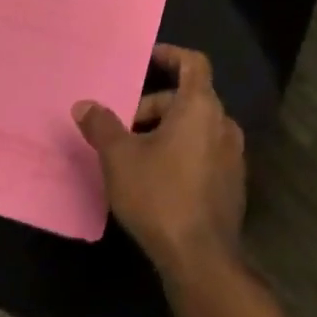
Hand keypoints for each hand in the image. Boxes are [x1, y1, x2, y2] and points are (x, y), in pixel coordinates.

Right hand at [73, 43, 245, 279]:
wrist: (202, 260)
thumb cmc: (160, 196)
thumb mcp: (120, 158)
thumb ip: (102, 126)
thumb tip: (83, 104)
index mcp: (201, 106)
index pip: (193, 62)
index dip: (171, 56)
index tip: (148, 60)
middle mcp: (223, 123)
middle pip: (189, 98)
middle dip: (155, 106)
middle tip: (125, 127)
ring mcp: (233, 155)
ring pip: (197, 127)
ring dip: (168, 130)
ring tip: (137, 154)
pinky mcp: (233, 184)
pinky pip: (205, 152)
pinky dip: (184, 152)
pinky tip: (159, 179)